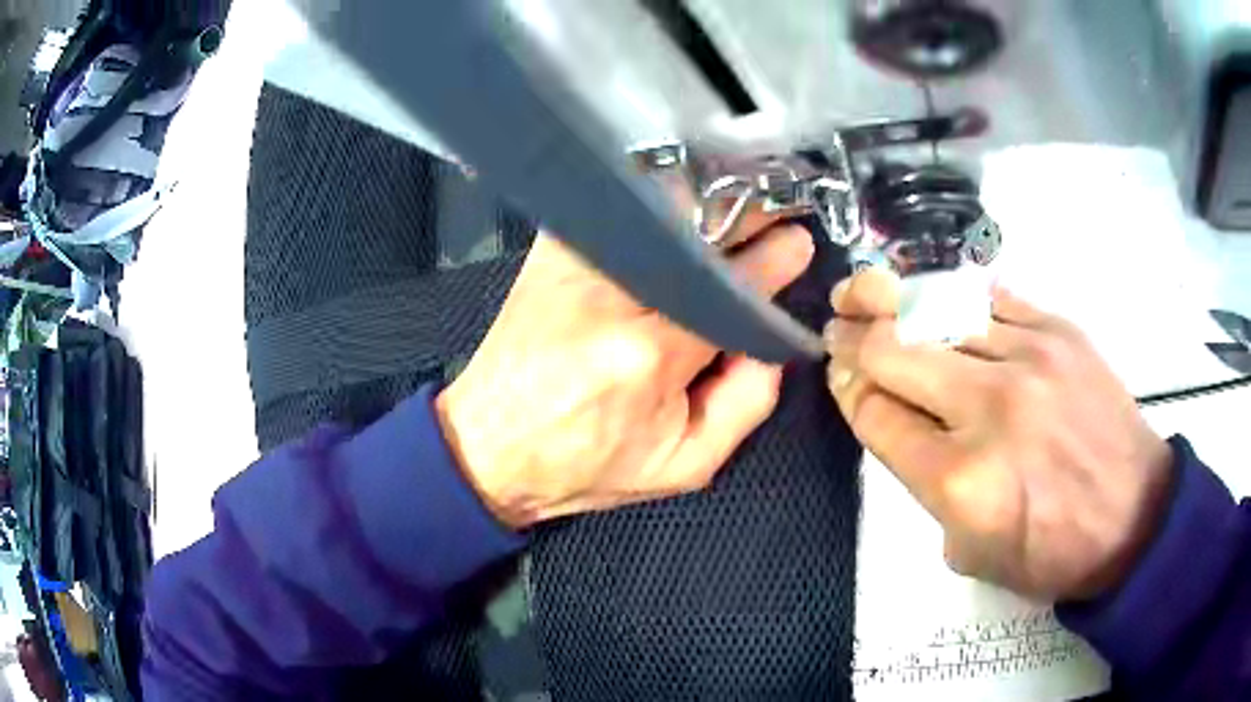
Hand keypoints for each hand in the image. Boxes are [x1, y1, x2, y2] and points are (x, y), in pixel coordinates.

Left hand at [437, 217, 813, 528]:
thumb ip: (748, 402)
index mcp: (651, 352)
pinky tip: (677, 216)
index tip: (798, 243)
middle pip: (699, 233)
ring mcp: (576, 263)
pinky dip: (656, 207)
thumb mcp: (684, 465)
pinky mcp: (551, 252)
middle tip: (773, 213)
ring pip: (660, 210)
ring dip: (704, 206)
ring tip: (731, 214)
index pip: (734, 288)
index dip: (775, 260)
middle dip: (746, 216)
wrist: (491, 445)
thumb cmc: (586, 465)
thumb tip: (771, 340)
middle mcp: (612, 295)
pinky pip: (618, 212)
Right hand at [826, 269, 1173, 600]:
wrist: (1134, 515)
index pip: (877, 416)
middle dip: (853, 337)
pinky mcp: (1058, 330)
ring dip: (889, 299)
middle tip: (837, 326)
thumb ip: (926, 489)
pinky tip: (937, 298)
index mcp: (960, 481)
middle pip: (893, 351)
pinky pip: (989, 298)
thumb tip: (902, 426)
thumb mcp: (970, 552)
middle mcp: (988, 409)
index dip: (848, 391)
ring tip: (863, 291)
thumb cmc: (1051, 551)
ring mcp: (1028, 358)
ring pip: (936, 310)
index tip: (838, 376)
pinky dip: (953, 297)